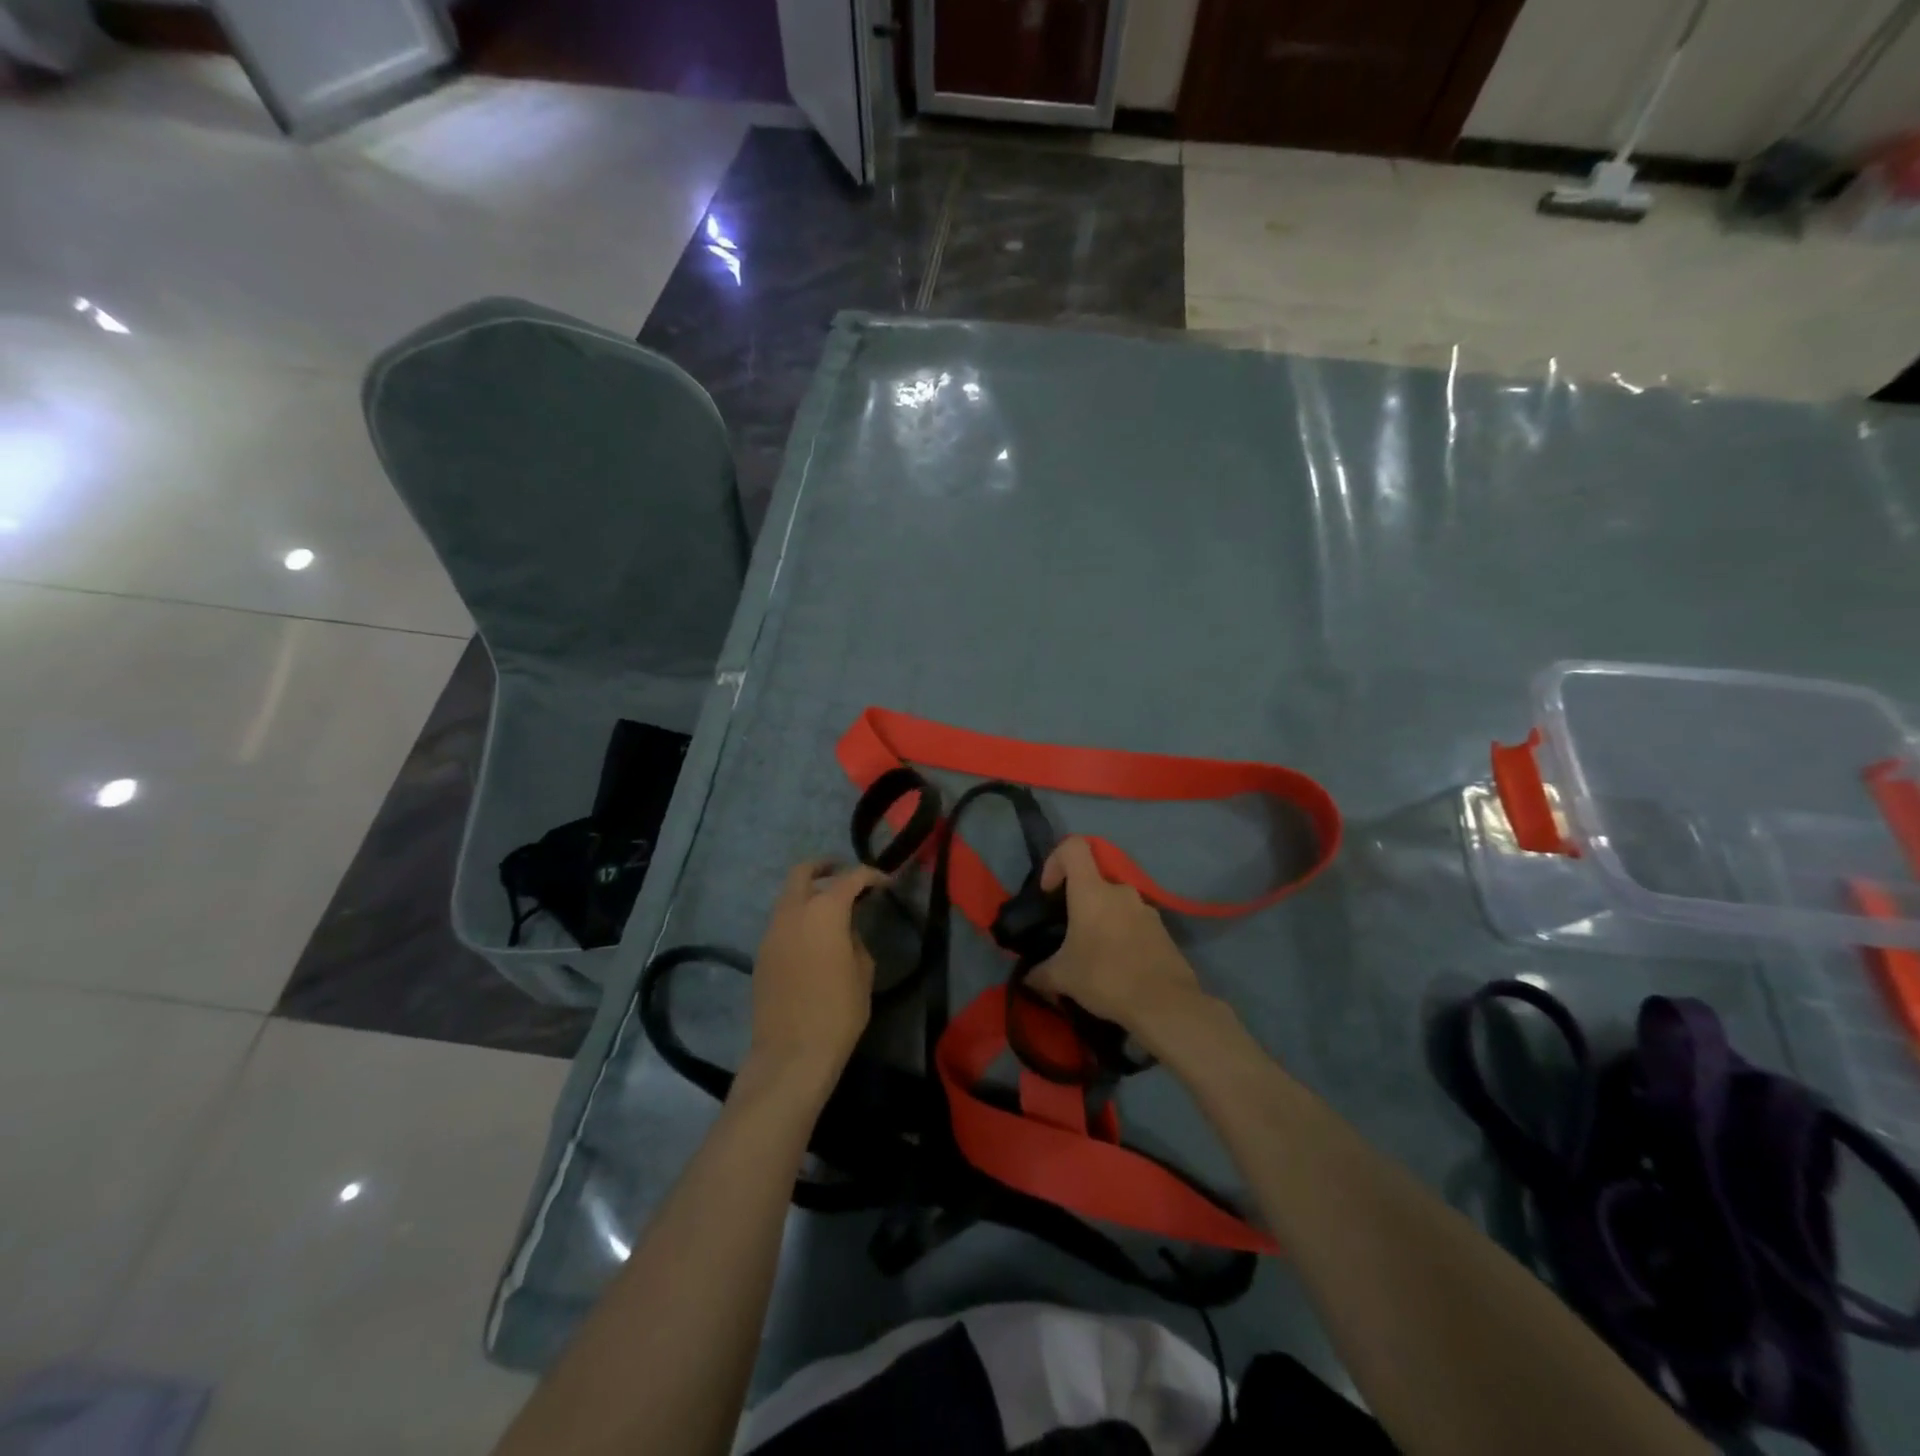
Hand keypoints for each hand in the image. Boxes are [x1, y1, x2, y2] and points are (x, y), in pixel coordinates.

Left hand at [747, 859, 886, 1091]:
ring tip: (831, 910)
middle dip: (825, 867)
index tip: (885, 882)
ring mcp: (772, 932)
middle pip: (803, 872)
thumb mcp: (863, 973)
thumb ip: (856, 940)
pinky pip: (781, 922)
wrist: (791, 1053)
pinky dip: (798, 917)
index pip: (850, 878)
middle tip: (845, 874)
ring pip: (788, 896)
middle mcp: (792, 912)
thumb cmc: (838, 1012)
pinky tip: (814, 938)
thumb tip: (846, 931)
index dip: (871, 876)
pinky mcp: (761, 954)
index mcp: (824, 912)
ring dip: (808, 893)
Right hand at [1029, 837, 1204, 1037]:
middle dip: (1079, 901)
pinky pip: (1134, 922)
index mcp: (1092, 890)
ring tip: (1095, 954)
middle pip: (1094, 879)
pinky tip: (1119, 966)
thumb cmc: (1106, 977)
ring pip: (1116, 903)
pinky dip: (1123, 935)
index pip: (1073, 846)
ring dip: (1102, 920)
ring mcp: (1146, 908)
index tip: (1050, 891)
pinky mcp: (1163, 930)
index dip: (1056, 860)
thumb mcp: (1062, 977)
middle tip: (1070, 931)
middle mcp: (1120, 890)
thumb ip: (1039, 972)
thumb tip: (1026, 977)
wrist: (1165, 1004)